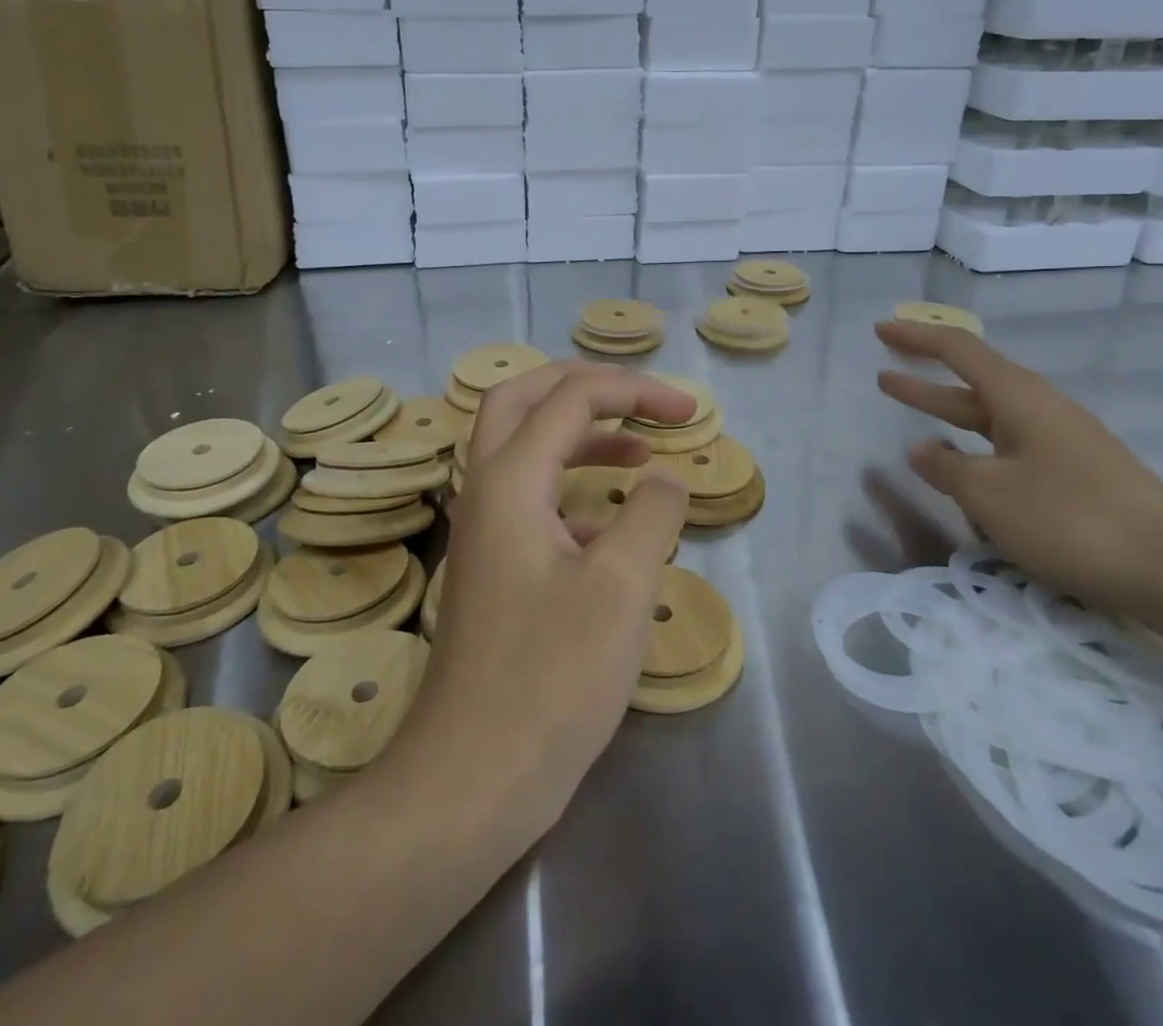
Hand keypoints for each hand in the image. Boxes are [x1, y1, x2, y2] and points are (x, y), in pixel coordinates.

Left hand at [394, 361, 691, 835]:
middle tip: (638, 397)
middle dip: (584, 385)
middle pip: (522, 399)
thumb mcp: (621, 587)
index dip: (634, 391)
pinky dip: (571, 486)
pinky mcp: (492, 565)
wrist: (473, 777)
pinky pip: (529, 497)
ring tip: (638, 449)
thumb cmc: (551, 678)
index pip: (571, 398)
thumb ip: (652, 514)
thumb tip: (665, 475)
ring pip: (521, 446)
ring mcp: (483, 529)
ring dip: (577, 432)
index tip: (690, 411)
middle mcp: (486, 490)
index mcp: (510, 480)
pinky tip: (614, 524)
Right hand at [875, 320, 1162, 622]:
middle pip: (973, 383)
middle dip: (925, 380)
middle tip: (883, 375)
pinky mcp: (1075, 474)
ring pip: (991, 420)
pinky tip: (967, 472)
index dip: (917, 338)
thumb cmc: (1072, 519)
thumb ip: (947, 468)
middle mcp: (1041, 410)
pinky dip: (977, 450)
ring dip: (949, 418)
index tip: (880, 328)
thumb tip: (920, 450)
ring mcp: (1062, 442)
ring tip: (912, 423)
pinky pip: (1010, 450)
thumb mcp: (990, 495)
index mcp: (1020, 398)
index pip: (959, 351)